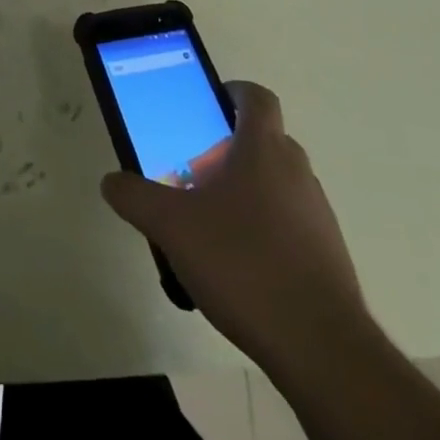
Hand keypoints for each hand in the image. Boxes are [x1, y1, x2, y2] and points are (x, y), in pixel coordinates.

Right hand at [101, 82, 367, 367]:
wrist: (320, 347)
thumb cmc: (243, 263)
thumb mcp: (172, 227)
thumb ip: (137, 198)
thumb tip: (111, 181)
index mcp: (263, 148)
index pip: (256, 97)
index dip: (234, 92)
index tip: (208, 105)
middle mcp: (297, 170)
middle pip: (264, 140)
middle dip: (230, 149)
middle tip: (195, 170)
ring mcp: (317, 213)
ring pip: (278, 183)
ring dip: (248, 190)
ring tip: (212, 224)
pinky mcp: (328, 254)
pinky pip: (291, 223)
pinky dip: (266, 229)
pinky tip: (240, 266)